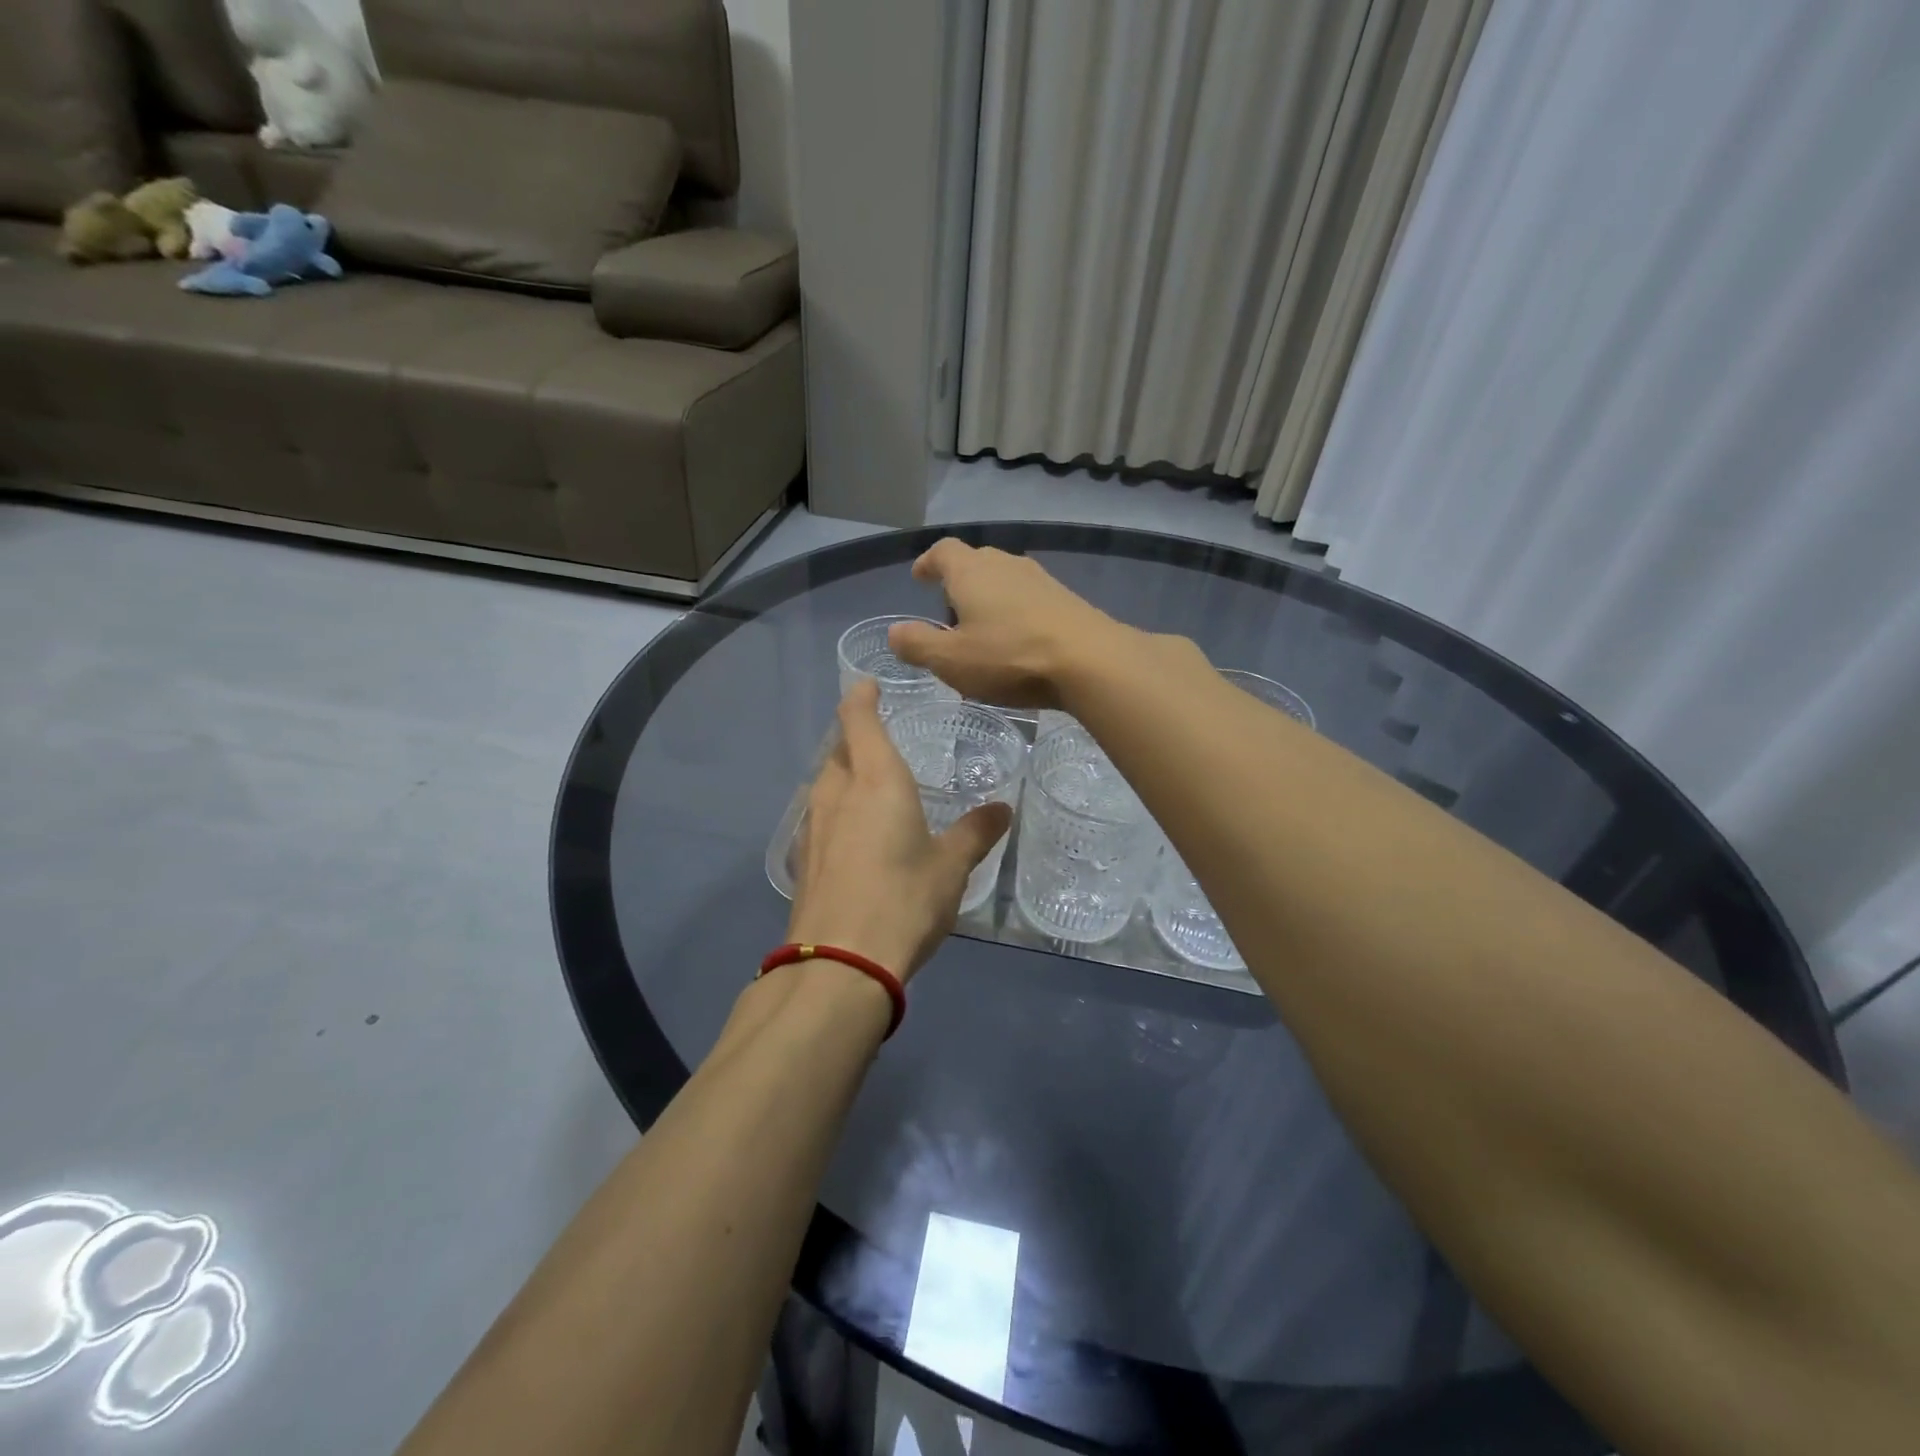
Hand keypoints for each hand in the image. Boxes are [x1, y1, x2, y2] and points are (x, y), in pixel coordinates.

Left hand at [787, 679, 1012, 981]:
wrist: (839, 963)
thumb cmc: (903, 900)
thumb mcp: (951, 867)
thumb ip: (976, 832)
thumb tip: (1003, 807)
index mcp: (875, 780)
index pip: (858, 719)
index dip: (861, 697)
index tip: (868, 684)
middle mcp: (837, 794)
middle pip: (838, 749)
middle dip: (854, 737)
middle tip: (881, 740)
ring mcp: (812, 827)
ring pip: (825, 783)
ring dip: (842, 774)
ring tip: (868, 784)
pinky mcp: (802, 859)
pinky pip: (818, 817)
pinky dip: (835, 810)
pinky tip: (851, 834)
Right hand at [888, 540, 1125, 707]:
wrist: (1090, 660)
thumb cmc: (1010, 656)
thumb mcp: (951, 660)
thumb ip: (918, 644)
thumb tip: (894, 632)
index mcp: (971, 572)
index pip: (942, 551)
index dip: (928, 562)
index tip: (919, 578)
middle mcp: (1005, 565)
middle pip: (975, 562)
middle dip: (958, 583)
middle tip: (950, 613)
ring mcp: (1040, 579)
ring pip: (1004, 580)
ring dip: (989, 599)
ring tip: (983, 632)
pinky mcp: (1066, 599)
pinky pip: (1029, 598)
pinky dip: (1015, 612)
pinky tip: (1018, 642)